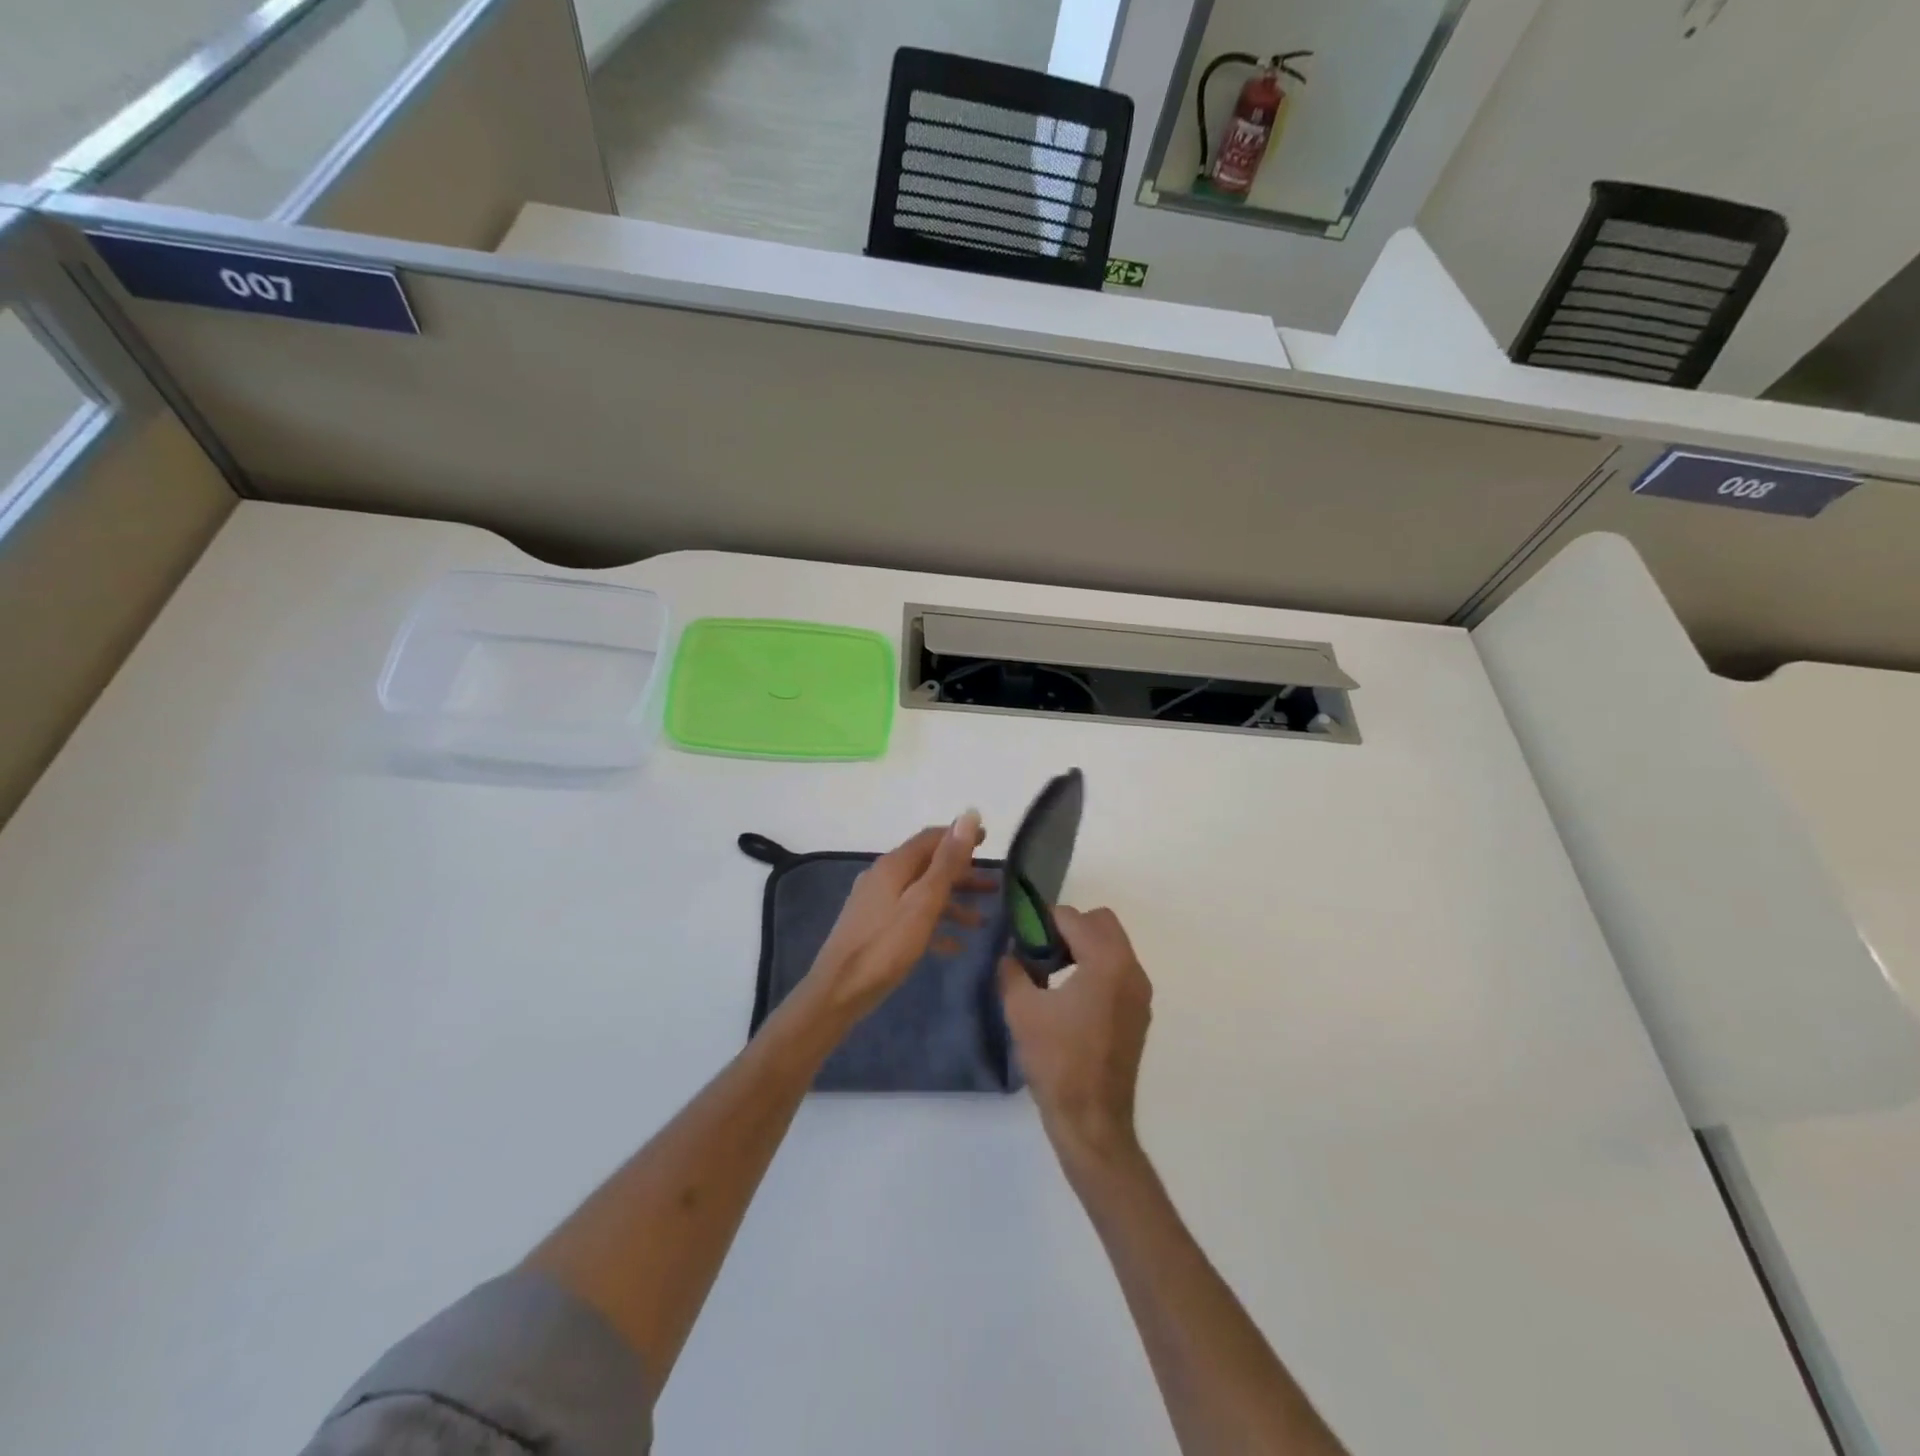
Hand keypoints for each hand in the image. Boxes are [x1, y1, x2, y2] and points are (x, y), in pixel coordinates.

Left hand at [806, 811, 989, 1021]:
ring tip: (982, 921)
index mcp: (894, 865)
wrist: (838, 992)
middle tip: (994, 885)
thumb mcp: (923, 902)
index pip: (931, 838)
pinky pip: (911, 918)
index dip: (960, 836)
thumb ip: (947, 861)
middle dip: (962, 874)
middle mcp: (883, 877)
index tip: (988, 840)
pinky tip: (954, 946)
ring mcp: (877, 903)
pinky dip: (934, 925)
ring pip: (922, 894)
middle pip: (928, 866)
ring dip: (952, 903)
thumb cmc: (885, 946)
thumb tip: (968, 815)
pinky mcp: (874, 928)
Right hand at [999, 906, 1152, 1170]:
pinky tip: (1069, 997)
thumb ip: (1013, 971)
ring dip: (1083, 947)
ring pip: (1113, 946)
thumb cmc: (1056, 1061)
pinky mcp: (1139, 1013)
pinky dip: (1096, 969)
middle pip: (1102, 923)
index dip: (1044, 921)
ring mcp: (1140, 993)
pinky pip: (1118, 971)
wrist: (1092, 1120)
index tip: (1022, 937)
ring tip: (1050, 974)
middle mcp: (1131, 969)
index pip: (1074, 917)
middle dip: (1070, 928)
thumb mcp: (1021, 1010)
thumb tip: (1011, 954)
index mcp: (1106, 962)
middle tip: (1040, 950)